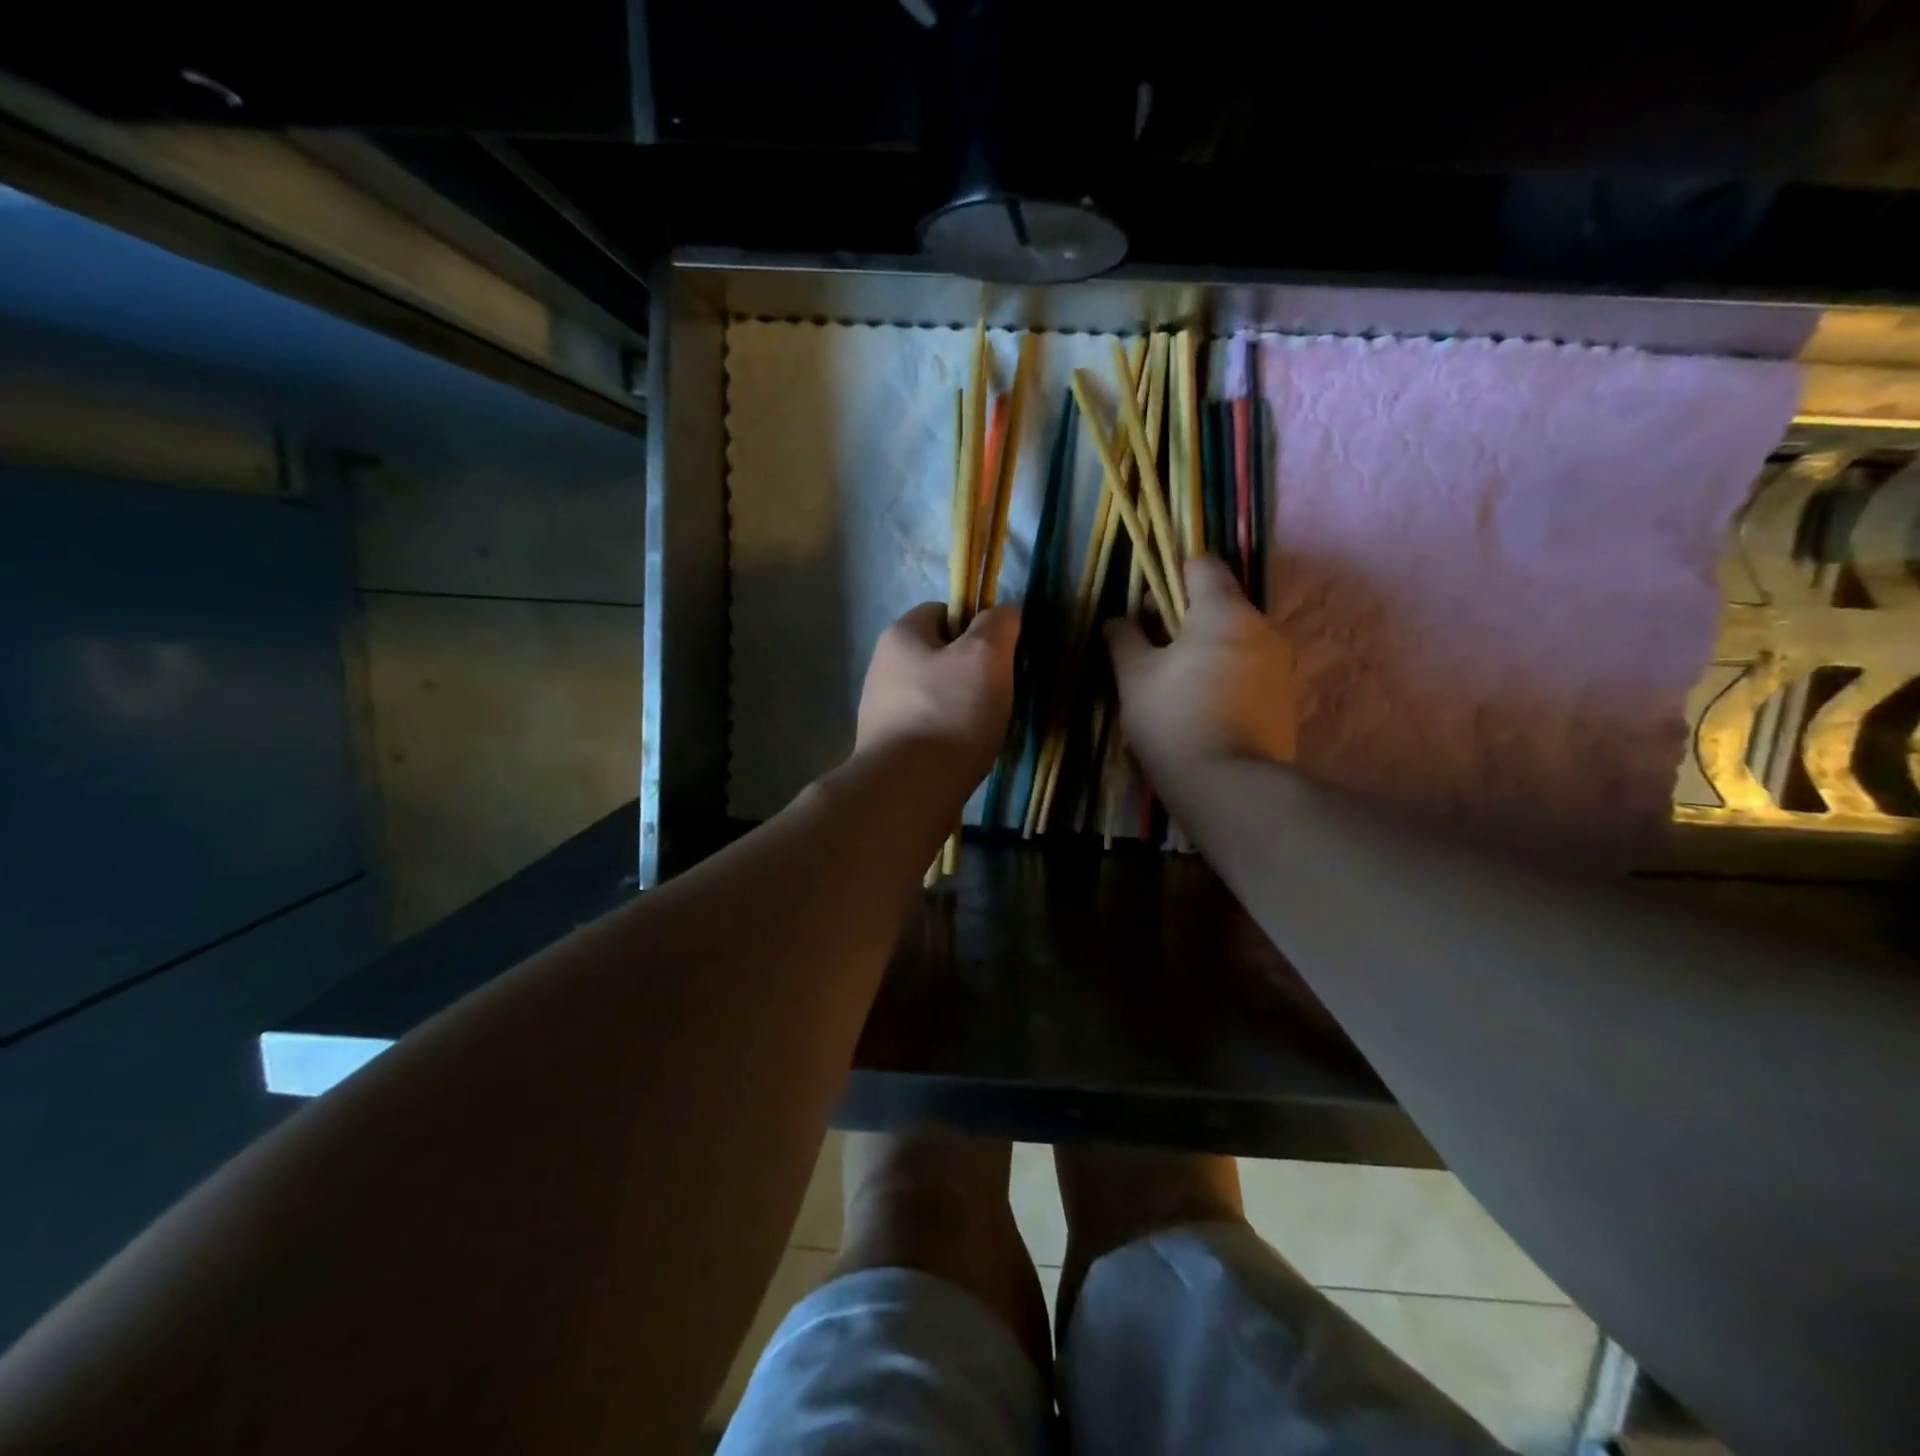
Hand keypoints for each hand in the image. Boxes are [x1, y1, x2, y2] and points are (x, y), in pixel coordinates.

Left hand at [856, 603, 1018, 784]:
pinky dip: (949, 734)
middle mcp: (882, 668)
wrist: (909, 790)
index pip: (942, 610)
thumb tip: (1004, 612)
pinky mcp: (888, 746)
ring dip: (961, 705)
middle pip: (939, 655)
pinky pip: (928, 727)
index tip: (999, 652)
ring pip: (935, 694)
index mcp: (899, 636)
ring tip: (984, 727)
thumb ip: (997, 625)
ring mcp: (881, 710)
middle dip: (970, 669)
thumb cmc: (949, 713)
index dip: (975, 624)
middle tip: (997, 691)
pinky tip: (964, 751)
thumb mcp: (985, 656)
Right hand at [1106, 557, 1295, 783]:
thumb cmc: (1174, 720)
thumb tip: (1118, 620)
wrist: (1231, 787)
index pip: (1202, 565)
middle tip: (1153, 652)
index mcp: (1224, 611)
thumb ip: (1124, 639)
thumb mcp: (1134, 677)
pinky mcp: (1287, 697)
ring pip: (1236, 638)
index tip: (1146, 607)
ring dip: (1206, 649)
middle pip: (1220, 603)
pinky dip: (1226, 675)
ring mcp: (1282, 663)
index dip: (1170, 576)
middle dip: (1184, 619)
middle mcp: (1263, 627)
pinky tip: (1203, 707)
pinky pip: (1250, 669)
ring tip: (1176, 685)